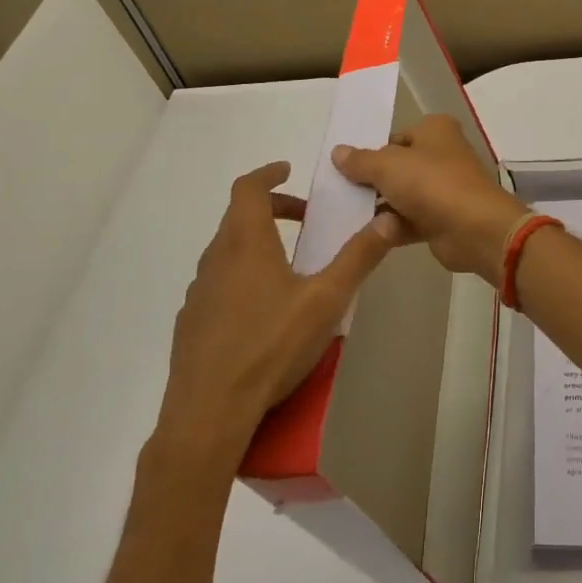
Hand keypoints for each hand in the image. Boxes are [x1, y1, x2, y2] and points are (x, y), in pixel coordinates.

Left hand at [153, 162, 398, 455]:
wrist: (209, 412)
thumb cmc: (271, 346)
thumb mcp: (327, 300)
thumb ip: (359, 257)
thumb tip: (390, 217)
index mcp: (246, 244)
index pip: (248, 189)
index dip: (268, 174)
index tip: (287, 170)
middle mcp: (216, 259)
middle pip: (238, 217)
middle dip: (272, 209)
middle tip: (305, 219)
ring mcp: (199, 292)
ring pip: (227, 251)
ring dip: (257, 243)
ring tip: (289, 264)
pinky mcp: (192, 323)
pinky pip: (219, 283)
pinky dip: (242, 275)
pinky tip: (263, 310)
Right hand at [332, 115, 525, 283]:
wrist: (474, 229)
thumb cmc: (431, 183)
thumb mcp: (388, 165)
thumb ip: (360, 161)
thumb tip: (337, 152)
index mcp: (435, 130)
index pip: (395, 137)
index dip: (371, 151)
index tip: (343, 168)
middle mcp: (441, 155)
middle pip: (397, 167)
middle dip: (371, 181)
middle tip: (338, 193)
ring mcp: (443, 189)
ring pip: (402, 195)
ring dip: (379, 207)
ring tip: (345, 215)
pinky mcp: (442, 219)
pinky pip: (408, 221)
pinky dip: (391, 227)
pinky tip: (365, 235)